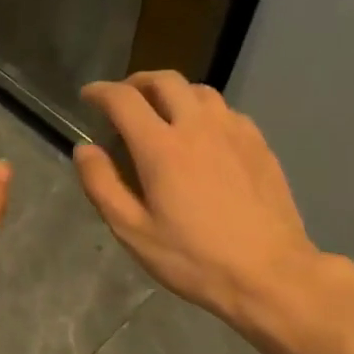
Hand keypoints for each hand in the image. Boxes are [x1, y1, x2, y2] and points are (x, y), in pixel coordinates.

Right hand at [75, 72, 329, 328]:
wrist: (270, 273)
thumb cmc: (194, 259)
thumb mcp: (134, 232)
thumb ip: (102, 185)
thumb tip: (84, 148)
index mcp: (161, 147)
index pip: (123, 99)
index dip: (100, 92)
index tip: (88, 96)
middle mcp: (198, 126)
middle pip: (164, 80)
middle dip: (137, 82)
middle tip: (124, 99)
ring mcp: (234, 131)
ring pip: (198, 90)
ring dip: (173, 92)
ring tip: (163, 113)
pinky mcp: (258, 143)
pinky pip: (225, 111)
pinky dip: (203, 111)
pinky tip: (203, 136)